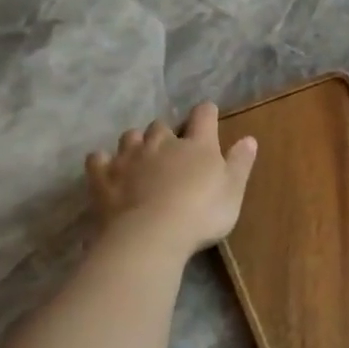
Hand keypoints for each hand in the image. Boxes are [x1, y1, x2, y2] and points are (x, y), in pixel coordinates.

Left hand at [84, 102, 257, 258]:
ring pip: (131, 136)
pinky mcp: (103, 176)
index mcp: (197, 145)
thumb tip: (249, 138)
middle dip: (167, 133)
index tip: (208, 114)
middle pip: (162, 126)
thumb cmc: (202, 213)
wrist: (151, 234)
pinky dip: (104, 161)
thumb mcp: (233, 191)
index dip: (206, 113)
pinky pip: (98, 159)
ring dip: (137, 142)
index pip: (203, 116)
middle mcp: (161, 143)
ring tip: (141, 157)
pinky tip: (109, 169)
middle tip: (172, 148)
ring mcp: (129, 157)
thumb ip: (240, 163)